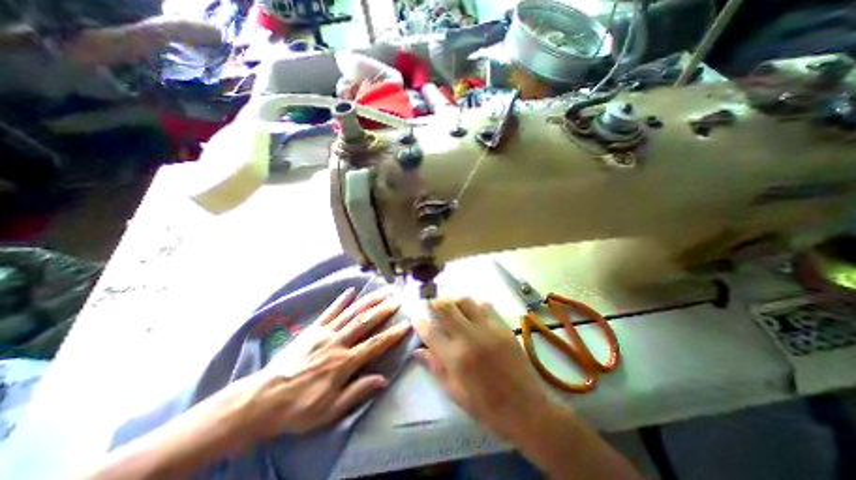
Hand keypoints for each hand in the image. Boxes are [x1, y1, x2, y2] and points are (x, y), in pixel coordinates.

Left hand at [224, 288, 406, 441]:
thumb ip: (357, 392)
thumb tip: (382, 379)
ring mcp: (323, 333)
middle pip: (364, 322)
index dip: (392, 334)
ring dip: (368, 301)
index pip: (374, 345)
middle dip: (383, 310)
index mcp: (343, 363)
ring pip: (350, 313)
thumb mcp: (329, 410)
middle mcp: (336, 343)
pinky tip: (351, 291)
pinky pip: (329, 312)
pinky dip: (341, 301)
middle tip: (396, 300)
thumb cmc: (298, 408)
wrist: (261, 400)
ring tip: (382, 292)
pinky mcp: (312, 329)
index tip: (406, 324)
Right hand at [412, 297, 547, 440]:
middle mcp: (469, 337)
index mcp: (455, 358)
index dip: (418, 320)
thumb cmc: (486, 406)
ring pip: (464, 301)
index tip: (415, 314)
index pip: (429, 330)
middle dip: (434, 302)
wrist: (526, 409)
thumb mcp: (455, 393)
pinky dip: (474, 306)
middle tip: (431, 304)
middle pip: (445, 307)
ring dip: (454, 301)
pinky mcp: (502, 326)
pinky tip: (473, 313)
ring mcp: (487, 329)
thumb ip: (435, 367)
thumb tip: (418, 350)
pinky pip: (485, 305)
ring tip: (452, 307)